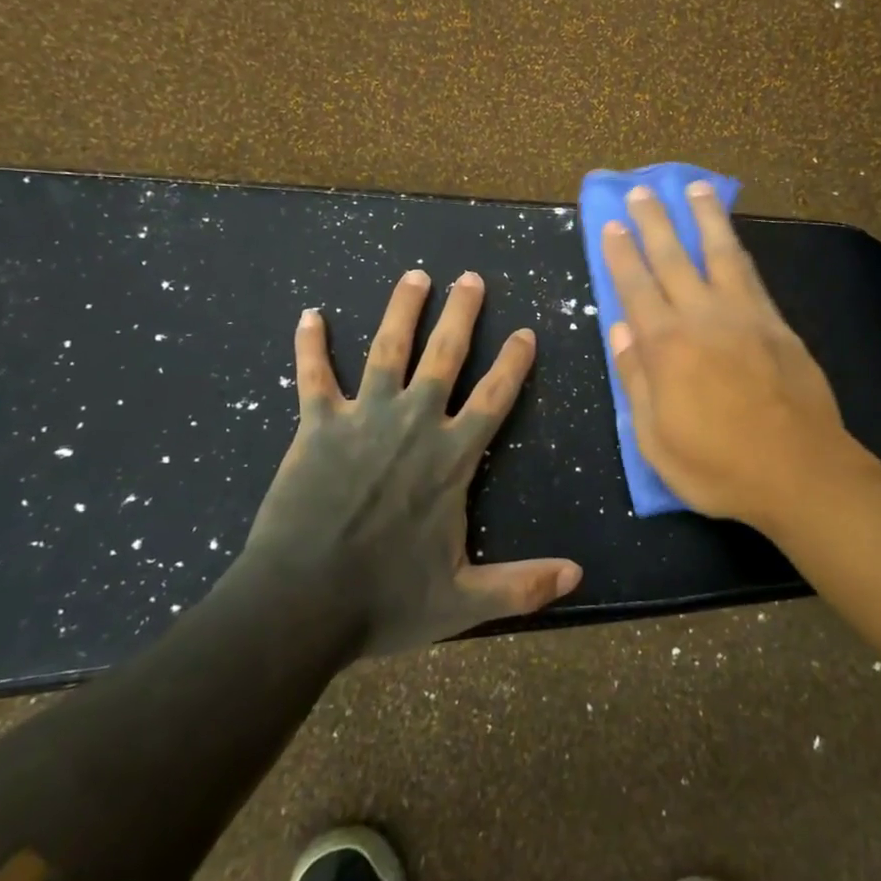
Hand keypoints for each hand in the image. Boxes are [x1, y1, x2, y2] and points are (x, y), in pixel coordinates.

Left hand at [237, 269, 581, 655]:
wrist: (301, 604)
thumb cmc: (384, 600)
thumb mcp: (463, 601)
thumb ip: (522, 585)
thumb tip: (579, 575)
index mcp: (451, 457)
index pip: (494, 398)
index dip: (513, 362)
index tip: (525, 331)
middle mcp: (413, 423)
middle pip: (445, 355)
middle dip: (462, 313)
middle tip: (471, 278)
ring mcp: (363, 418)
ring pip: (388, 350)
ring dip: (402, 310)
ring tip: (415, 276)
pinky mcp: (318, 425)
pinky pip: (313, 376)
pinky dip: (310, 345)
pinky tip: (310, 314)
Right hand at [601, 182, 869, 529]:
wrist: (800, 473)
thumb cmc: (718, 466)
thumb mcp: (656, 438)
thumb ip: (635, 379)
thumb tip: (618, 330)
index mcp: (666, 347)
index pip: (636, 287)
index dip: (621, 253)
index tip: (611, 223)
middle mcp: (703, 318)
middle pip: (673, 258)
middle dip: (655, 222)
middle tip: (643, 191)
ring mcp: (745, 316)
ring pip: (720, 253)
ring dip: (705, 218)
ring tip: (696, 189)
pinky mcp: (777, 324)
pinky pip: (752, 275)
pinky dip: (738, 249)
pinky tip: (733, 239)